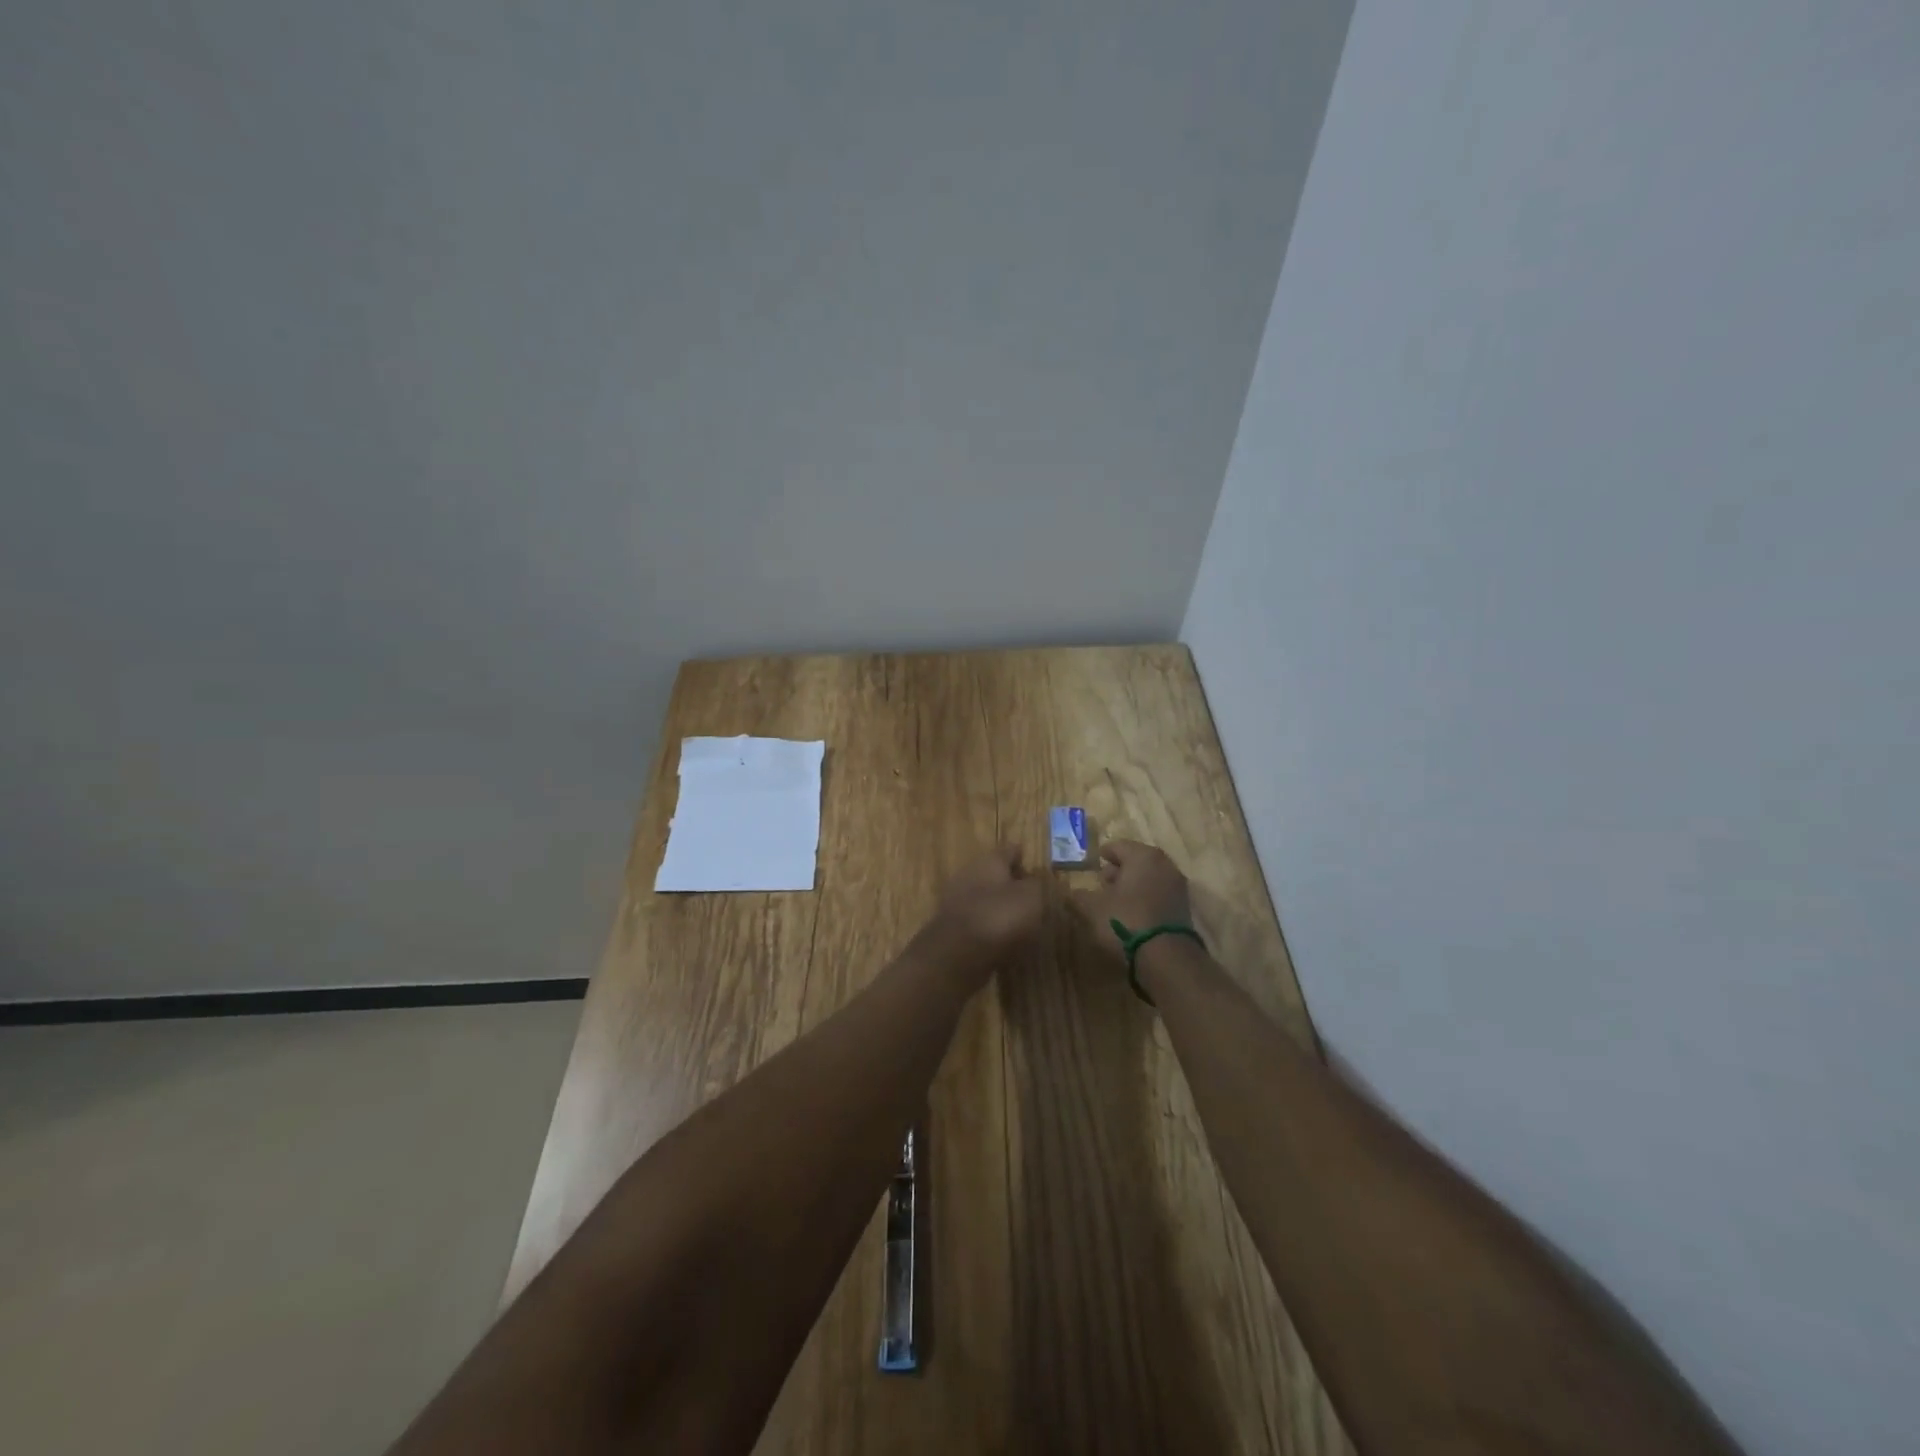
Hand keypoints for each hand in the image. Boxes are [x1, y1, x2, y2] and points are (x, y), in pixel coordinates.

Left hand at [928, 843, 1047, 967]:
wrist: (957, 954)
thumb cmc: (999, 916)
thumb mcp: (1031, 897)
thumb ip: (1036, 885)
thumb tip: (1033, 881)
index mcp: (989, 861)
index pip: (1010, 850)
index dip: (1023, 856)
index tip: (1034, 866)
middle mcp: (969, 875)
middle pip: (994, 874)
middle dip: (1011, 883)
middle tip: (1032, 896)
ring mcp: (957, 901)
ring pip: (985, 898)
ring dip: (1000, 907)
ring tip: (1022, 922)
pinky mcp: (952, 928)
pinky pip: (978, 922)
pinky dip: (990, 928)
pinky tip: (1005, 941)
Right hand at [1069, 840, 1192, 957]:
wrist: (1166, 956)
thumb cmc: (1126, 920)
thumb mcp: (1093, 908)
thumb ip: (1081, 896)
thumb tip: (1074, 891)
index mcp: (1142, 856)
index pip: (1118, 846)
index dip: (1104, 854)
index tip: (1095, 861)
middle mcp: (1164, 864)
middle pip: (1137, 860)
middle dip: (1119, 869)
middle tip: (1103, 881)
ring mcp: (1177, 885)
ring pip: (1150, 877)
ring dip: (1133, 884)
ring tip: (1116, 900)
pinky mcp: (1183, 907)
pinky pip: (1159, 894)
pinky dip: (1146, 897)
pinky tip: (1133, 912)